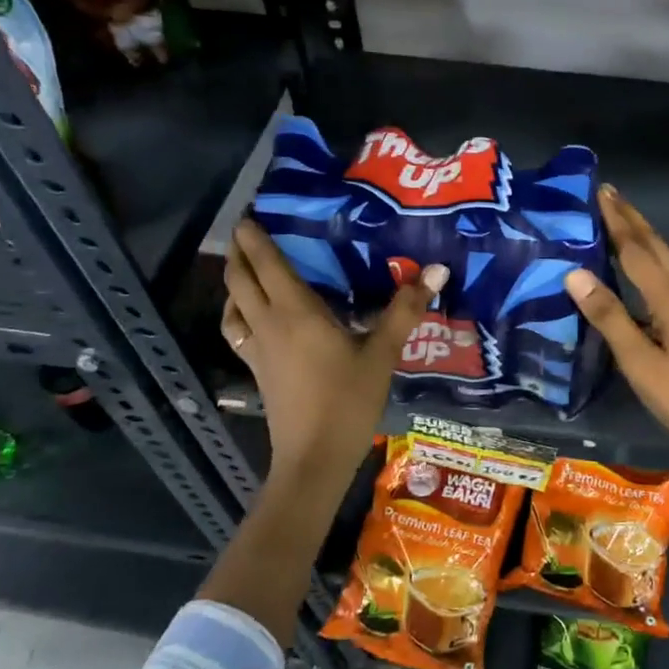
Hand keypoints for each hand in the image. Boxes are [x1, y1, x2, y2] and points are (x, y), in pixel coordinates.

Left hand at [224, 220, 446, 489]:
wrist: (314, 457)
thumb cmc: (349, 401)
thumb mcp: (383, 353)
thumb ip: (405, 310)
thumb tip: (436, 269)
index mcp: (296, 312)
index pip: (267, 264)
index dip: (255, 236)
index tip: (250, 211)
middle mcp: (269, 323)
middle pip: (240, 279)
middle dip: (238, 251)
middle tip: (247, 230)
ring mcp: (258, 349)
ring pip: (232, 304)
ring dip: (232, 280)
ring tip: (244, 266)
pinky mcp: (257, 370)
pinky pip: (237, 330)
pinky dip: (236, 312)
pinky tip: (250, 315)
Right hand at [564, 186, 668, 489]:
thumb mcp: (639, 363)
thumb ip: (609, 316)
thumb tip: (575, 273)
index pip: (638, 250)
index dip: (617, 221)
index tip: (600, 191)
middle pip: (657, 247)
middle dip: (632, 219)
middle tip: (608, 194)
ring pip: (665, 262)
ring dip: (642, 238)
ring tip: (618, 221)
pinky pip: (668, 280)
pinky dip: (648, 263)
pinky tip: (635, 271)